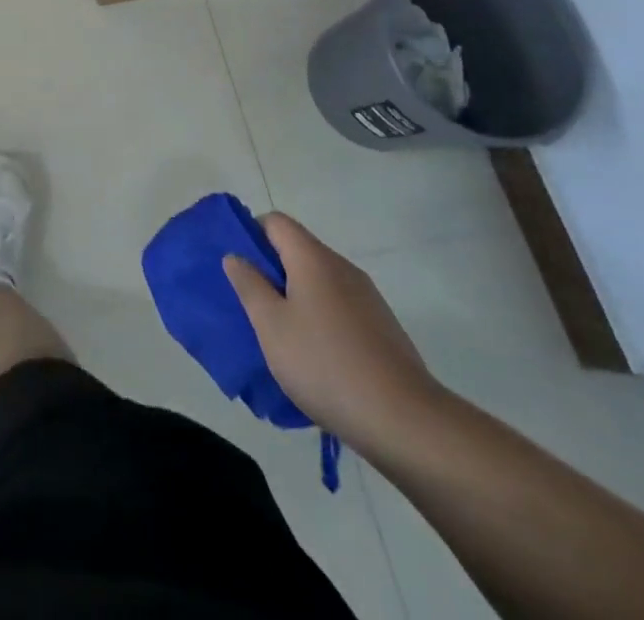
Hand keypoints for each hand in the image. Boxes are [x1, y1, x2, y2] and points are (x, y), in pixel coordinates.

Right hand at [224, 212, 442, 455]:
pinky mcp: (383, 328)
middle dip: (272, 270)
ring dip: (296, 297)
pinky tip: (317, 357)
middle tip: (254, 304)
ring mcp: (368, 299)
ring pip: (320, 282)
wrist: (406, 422)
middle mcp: (343, 268)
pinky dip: (321, 319)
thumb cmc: (325, 364)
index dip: (252, 234)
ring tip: (283, 335)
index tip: (240, 267)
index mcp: (313, 259)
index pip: (276, 222)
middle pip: (299, 250)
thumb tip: (236, 256)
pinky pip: (340, 307)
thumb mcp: (270, 325)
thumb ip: (249, 285)